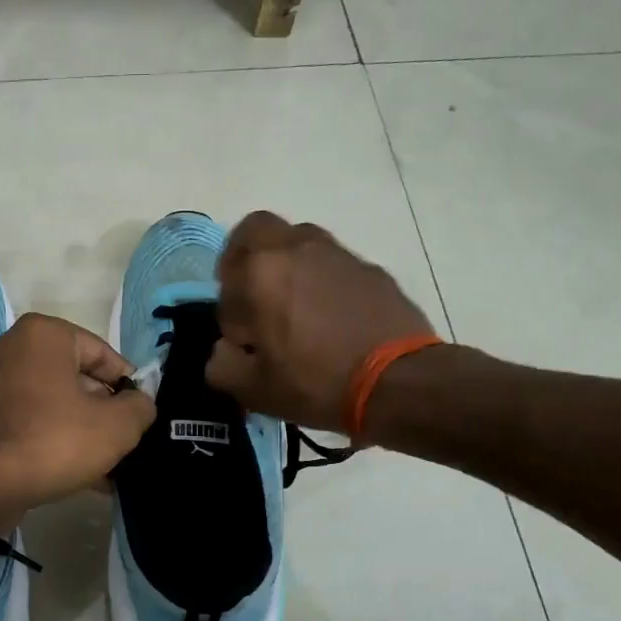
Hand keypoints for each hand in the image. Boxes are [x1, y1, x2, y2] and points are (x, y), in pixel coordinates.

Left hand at [0, 313, 156, 507]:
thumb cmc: (54, 440)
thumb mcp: (117, 426)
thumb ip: (140, 408)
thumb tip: (140, 404)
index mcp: (45, 334)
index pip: (103, 354)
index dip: (129, 387)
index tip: (141, 416)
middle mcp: (13, 348)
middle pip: (77, 379)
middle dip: (104, 412)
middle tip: (125, 444)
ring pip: (55, 404)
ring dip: (82, 431)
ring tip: (108, 467)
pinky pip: (32, 421)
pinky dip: (55, 440)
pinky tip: (80, 476)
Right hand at [207, 211, 437, 431]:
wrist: (399, 382)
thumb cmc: (315, 383)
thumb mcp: (253, 390)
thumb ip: (222, 365)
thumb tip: (224, 351)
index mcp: (259, 273)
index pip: (225, 285)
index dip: (229, 317)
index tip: (244, 344)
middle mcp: (295, 248)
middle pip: (255, 231)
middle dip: (245, 258)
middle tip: (251, 295)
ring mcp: (336, 254)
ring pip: (297, 241)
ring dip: (285, 265)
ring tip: (294, 308)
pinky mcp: (369, 268)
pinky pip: (332, 264)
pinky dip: (322, 281)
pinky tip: (332, 320)